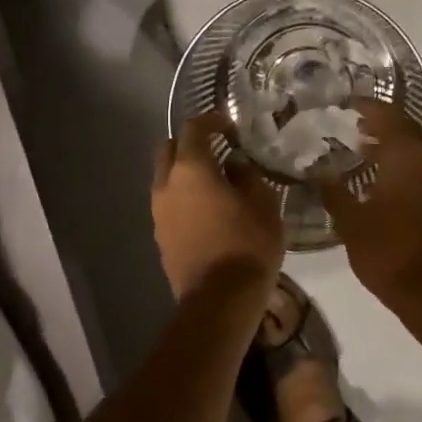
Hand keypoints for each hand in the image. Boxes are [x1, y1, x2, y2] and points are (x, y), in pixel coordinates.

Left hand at [152, 113, 284, 303]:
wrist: (220, 300)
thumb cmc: (248, 245)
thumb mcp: (263, 204)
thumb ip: (247, 175)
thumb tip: (235, 164)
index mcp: (191, 169)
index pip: (193, 128)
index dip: (212, 120)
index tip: (231, 127)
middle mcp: (167, 184)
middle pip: (169, 148)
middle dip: (190, 143)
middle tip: (217, 150)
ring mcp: (158, 212)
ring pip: (165, 177)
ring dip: (185, 171)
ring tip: (214, 182)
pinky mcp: (159, 236)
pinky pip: (168, 203)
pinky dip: (183, 196)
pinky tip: (207, 209)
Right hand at [320, 98, 421, 312]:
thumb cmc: (390, 251)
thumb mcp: (351, 221)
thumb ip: (333, 191)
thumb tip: (317, 171)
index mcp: (408, 153)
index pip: (385, 114)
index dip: (364, 106)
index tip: (344, 102)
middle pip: (405, 127)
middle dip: (379, 123)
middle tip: (350, 124)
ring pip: (417, 147)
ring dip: (393, 144)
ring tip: (362, 149)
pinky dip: (405, 162)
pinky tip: (383, 177)